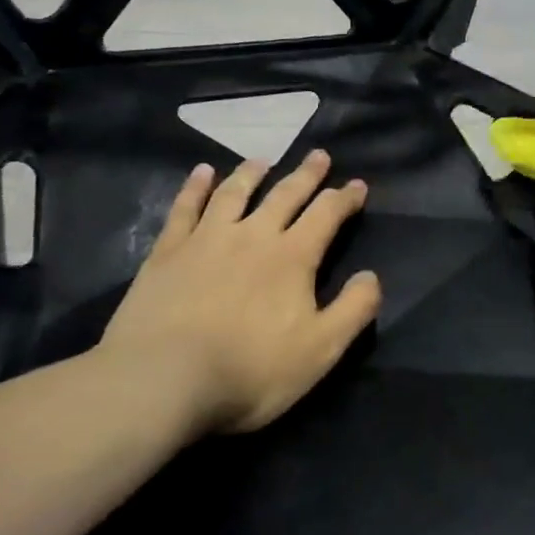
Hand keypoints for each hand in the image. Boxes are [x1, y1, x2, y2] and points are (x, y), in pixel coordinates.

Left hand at [91, 150, 380, 432]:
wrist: (163, 379)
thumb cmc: (249, 370)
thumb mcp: (320, 350)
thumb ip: (354, 310)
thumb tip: (371, 275)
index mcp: (292, 257)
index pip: (326, 215)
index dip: (345, 198)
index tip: (357, 185)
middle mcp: (252, 235)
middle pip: (285, 194)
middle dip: (306, 175)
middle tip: (319, 155)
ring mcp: (206, 239)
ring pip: (234, 193)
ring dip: (252, 173)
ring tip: (262, 160)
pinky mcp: (167, 252)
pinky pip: (185, 208)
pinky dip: (195, 188)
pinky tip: (201, 173)